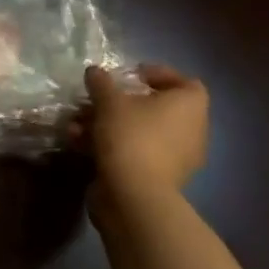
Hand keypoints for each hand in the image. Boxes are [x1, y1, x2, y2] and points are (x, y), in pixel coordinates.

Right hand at [80, 63, 208, 240]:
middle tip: (97, 99)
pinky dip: (110, 146)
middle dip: (121, 102)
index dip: (158, 75)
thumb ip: (101, 82)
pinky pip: (135, 152)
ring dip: (107, 124)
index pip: (185, 82)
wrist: (134, 196)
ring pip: (139, 131)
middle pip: (156, 108)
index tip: (130, 76)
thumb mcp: (109, 100)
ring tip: (77, 123)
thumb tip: (95, 72)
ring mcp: (176, 158)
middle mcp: (191, 131)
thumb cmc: (131, 136)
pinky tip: (79, 144)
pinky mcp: (158, 178)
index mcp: (190, 107)